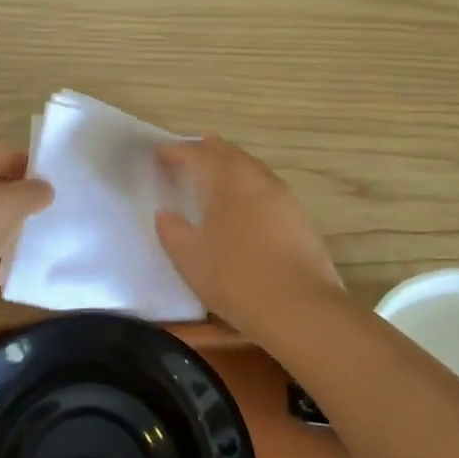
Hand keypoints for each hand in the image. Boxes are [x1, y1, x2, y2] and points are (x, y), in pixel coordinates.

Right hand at [155, 136, 344, 340]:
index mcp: (226, 179)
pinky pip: (266, 189)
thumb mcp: (189, 257)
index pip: (196, 154)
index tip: (159, 153)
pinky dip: (248, 187)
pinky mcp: (300, 217)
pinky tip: (244, 205)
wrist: (299, 307)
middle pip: (229, 153)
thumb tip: (166, 214)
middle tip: (189, 153)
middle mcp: (256, 178)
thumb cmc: (235, 276)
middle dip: (207, 150)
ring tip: (215, 174)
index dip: (175, 151)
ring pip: (251, 168)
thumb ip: (172, 231)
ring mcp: (283, 196)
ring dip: (230, 166)